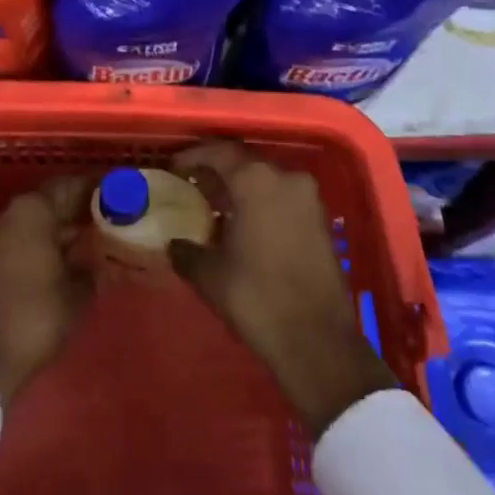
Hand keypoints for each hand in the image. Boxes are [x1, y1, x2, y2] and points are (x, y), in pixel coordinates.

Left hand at [0, 175, 94, 406]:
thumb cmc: (38, 315)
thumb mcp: (79, 290)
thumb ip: (93, 263)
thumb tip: (102, 255)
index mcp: (32, 210)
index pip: (68, 186)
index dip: (94, 188)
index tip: (116, 191)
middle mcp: (10, 214)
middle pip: (50, 201)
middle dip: (78, 208)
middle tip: (109, 215)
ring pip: (36, 221)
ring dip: (61, 226)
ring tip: (93, 237)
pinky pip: (23, 238)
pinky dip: (44, 241)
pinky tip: (67, 257)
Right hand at [170, 141, 397, 436]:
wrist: (318, 342)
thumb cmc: (257, 298)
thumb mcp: (211, 276)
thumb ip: (186, 252)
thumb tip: (173, 245)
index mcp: (255, 180)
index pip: (219, 152)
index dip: (193, 156)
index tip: (174, 167)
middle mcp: (285, 177)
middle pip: (244, 161)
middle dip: (217, 169)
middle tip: (193, 183)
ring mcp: (308, 197)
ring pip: (266, 178)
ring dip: (241, 186)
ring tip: (216, 205)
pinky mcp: (321, 219)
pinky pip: (283, 196)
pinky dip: (262, 200)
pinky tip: (244, 223)